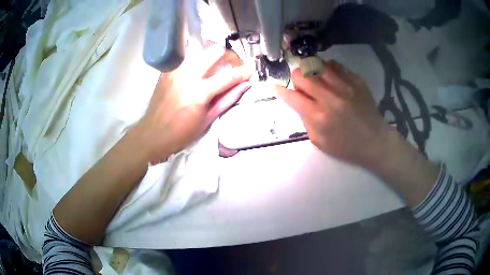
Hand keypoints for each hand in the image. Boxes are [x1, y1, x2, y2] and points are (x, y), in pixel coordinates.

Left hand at [136, 44, 251, 163]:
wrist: (153, 133)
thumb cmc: (182, 132)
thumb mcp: (208, 119)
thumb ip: (228, 99)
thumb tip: (245, 85)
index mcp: (199, 93)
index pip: (228, 76)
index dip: (243, 72)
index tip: (250, 70)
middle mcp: (187, 76)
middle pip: (213, 51)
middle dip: (228, 55)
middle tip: (231, 64)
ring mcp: (175, 70)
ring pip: (198, 48)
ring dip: (211, 53)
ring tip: (214, 63)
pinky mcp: (167, 70)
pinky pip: (184, 55)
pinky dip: (195, 56)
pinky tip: (197, 65)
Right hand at [275, 60, 391, 168]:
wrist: (375, 141)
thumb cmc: (346, 146)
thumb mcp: (320, 142)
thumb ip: (305, 120)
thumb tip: (297, 101)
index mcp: (319, 117)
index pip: (292, 97)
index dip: (280, 90)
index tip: (276, 87)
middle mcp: (330, 98)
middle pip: (302, 75)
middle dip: (295, 79)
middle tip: (301, 86)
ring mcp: (345, 87)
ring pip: (317, 65)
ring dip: (310, 70)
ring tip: (315, 78)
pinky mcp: (356, 81)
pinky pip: (336, 65)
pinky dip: (327, 68)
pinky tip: (329, 76)